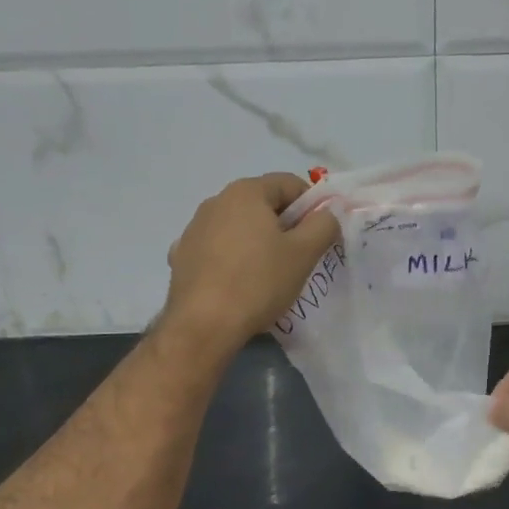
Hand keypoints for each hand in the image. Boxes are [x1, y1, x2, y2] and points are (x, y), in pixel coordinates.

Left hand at [163, 172, 339, 353]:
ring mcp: (194, 229)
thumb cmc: (259, 282)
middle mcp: (215, 202)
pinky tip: (238, 282)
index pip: (288, 183)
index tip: (319, 232)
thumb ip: (323, 224)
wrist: (203, 325)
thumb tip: (326, 214)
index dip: (311, 204)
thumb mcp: (304, 253)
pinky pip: (217, 248)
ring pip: (238, 226)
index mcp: (245, 192)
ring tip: (269, 273)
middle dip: (284, 223)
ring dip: (257, 240)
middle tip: (299, 255)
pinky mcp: (181, 256)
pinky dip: (232, 257)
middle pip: (261, 204)